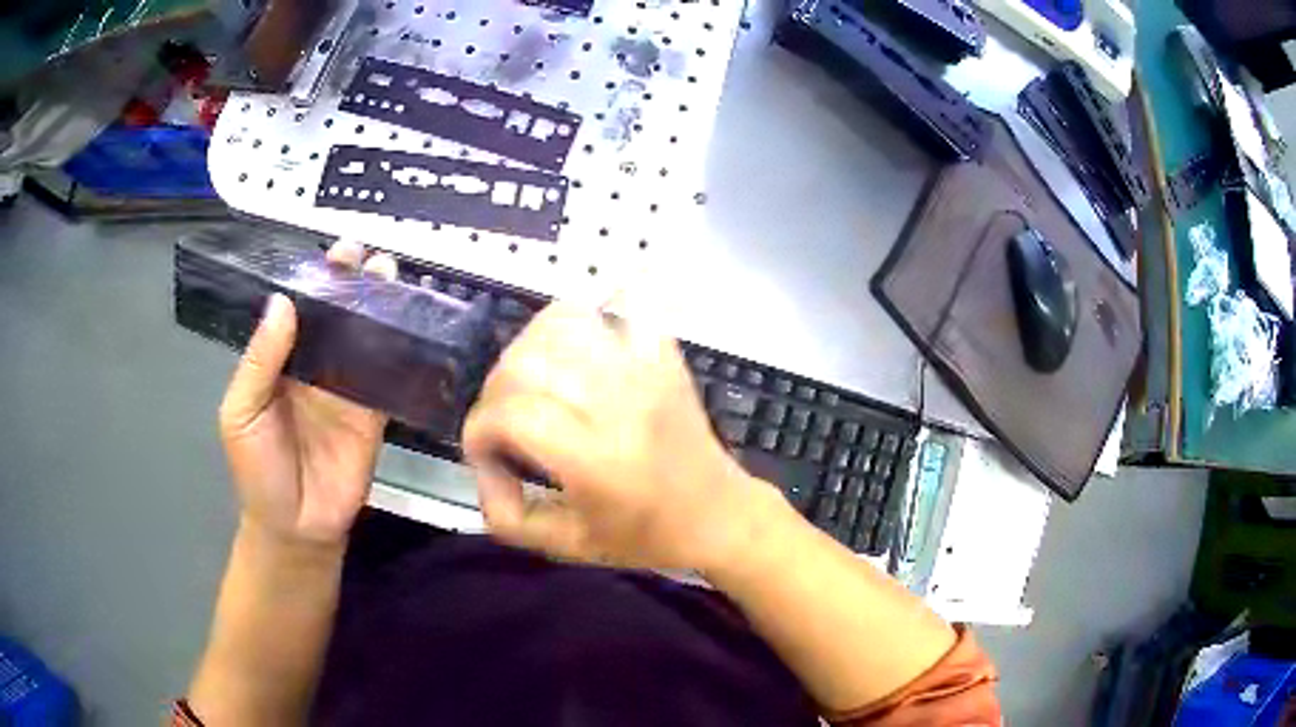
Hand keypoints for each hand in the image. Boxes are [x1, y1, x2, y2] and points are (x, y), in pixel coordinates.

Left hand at [218, 241, 397, 547]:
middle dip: (352, 286)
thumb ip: (260, 361)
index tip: (336, 253)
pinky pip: (386, 376)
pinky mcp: (372, 414)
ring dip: (379, 309)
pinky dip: (399, 352)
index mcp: (280, 361)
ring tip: (392, 276)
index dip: (316, 281)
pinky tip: (411, 325)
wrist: (295, 526)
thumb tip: (283, 302)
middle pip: (337, 318)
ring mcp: (346, 389)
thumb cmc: (257, 469)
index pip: (300, 310)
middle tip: (370, 258)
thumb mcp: (241, 413)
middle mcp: (315, 367)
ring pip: (365, 339)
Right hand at [462, 302, 780, 570]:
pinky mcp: (662, 354)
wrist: (717, 513)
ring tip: (534, 385)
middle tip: (506, 423)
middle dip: (495, 392)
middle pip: (526, 363)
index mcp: (597, 458)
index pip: (512, 414)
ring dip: (529, 350)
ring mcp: (645, 369)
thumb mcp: (568, 547)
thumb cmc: (644, 536)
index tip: (485, 452)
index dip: (479, 431)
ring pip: (562, 323)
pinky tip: (577, 346)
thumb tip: (481, 468)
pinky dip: (590, 313)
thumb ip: (507, 518)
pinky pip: (623, 302)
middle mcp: (620, 402)